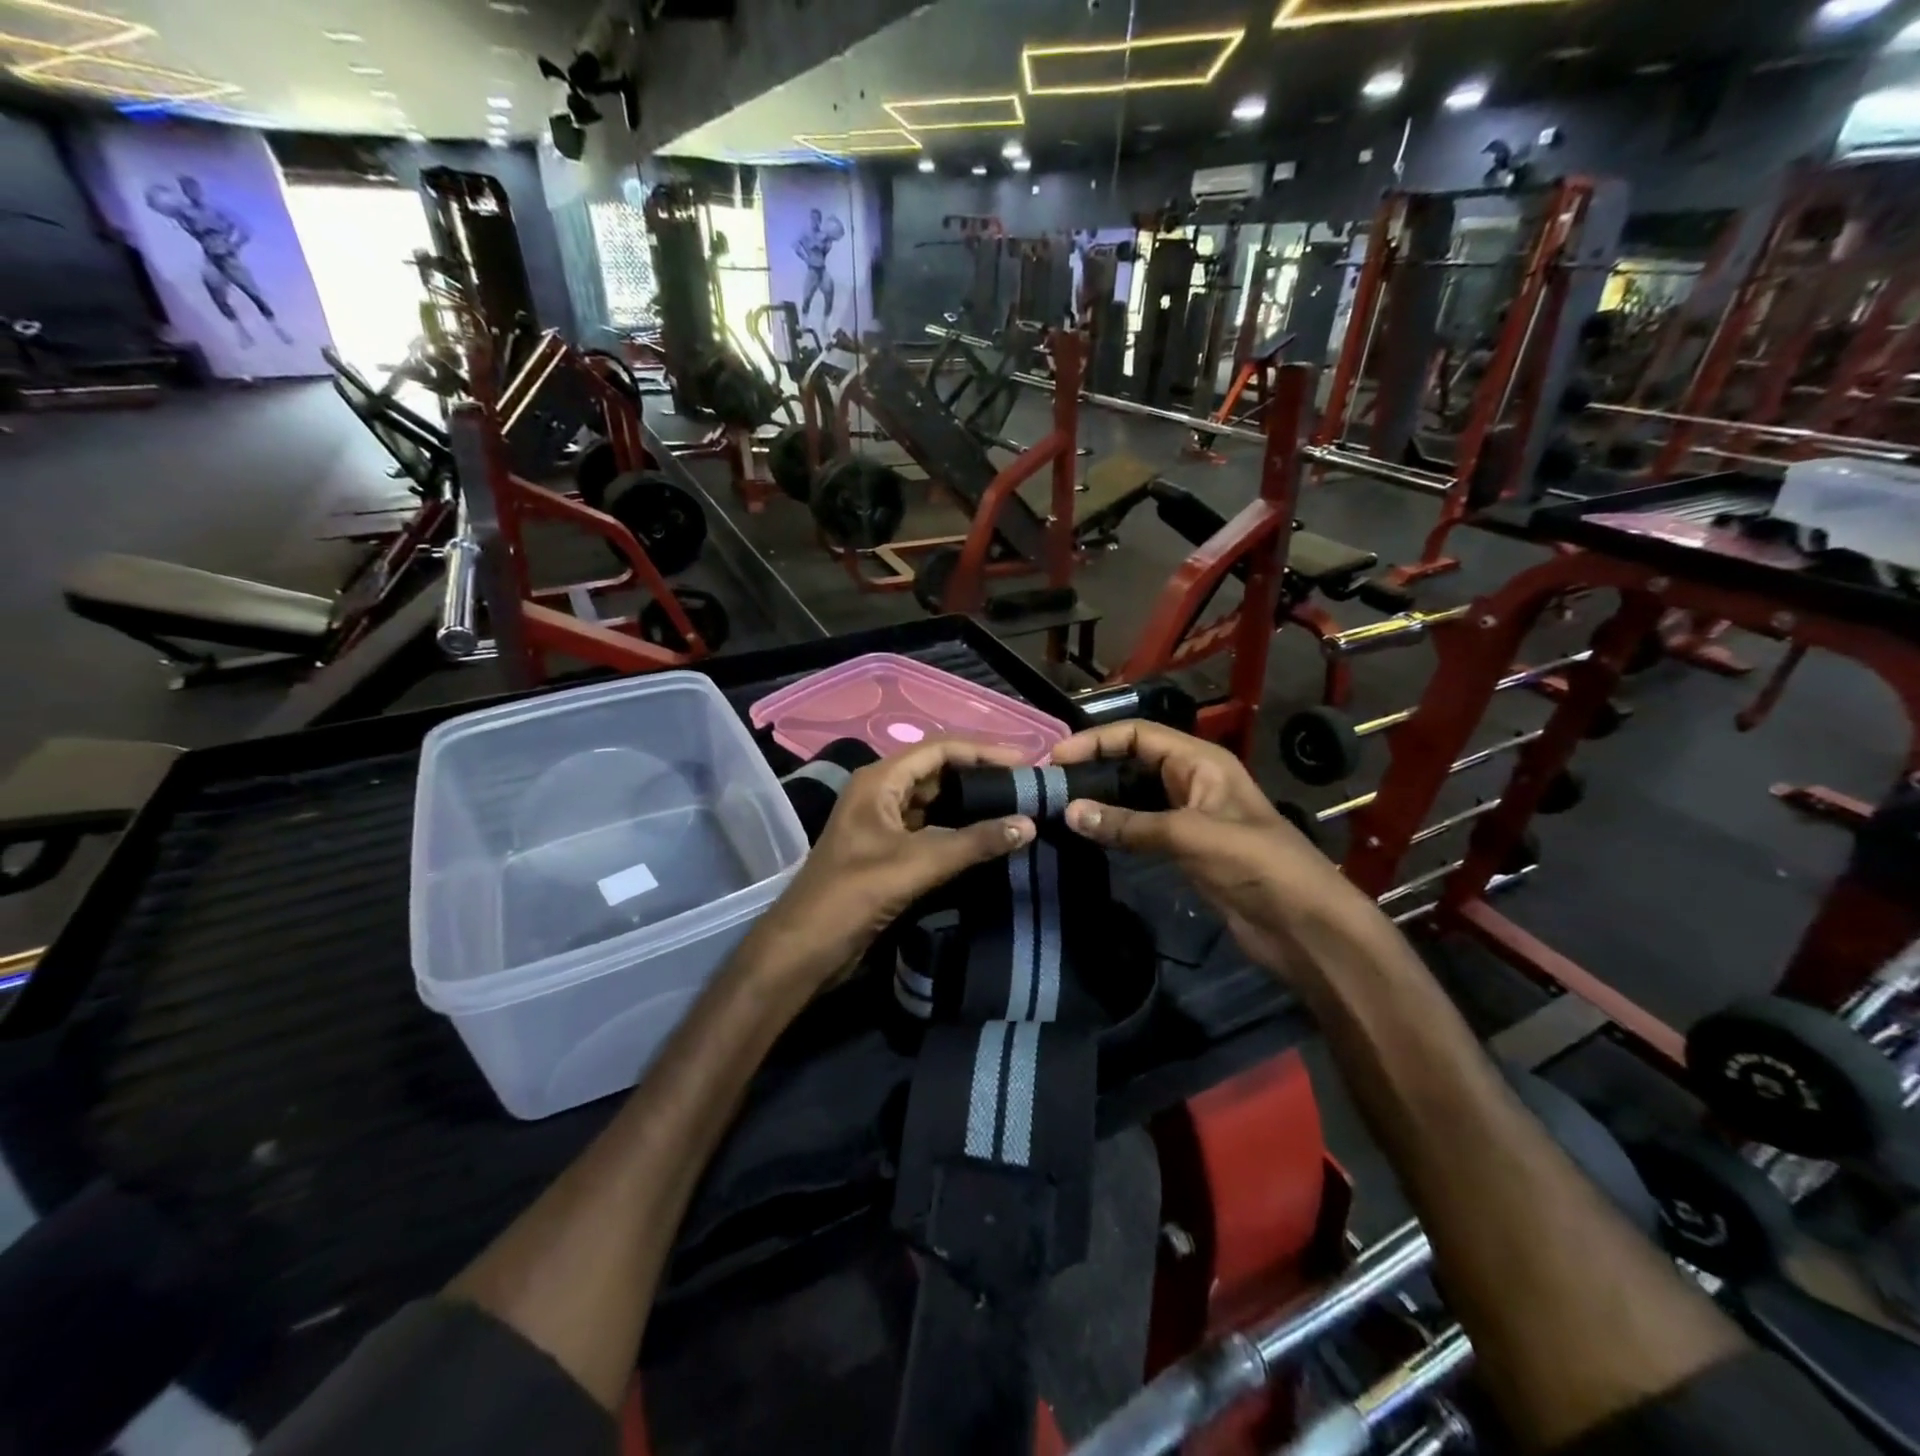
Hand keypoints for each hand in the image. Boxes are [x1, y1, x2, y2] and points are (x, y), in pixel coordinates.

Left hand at [741, 738, 1037, 990]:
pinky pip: (931, 830)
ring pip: (936, 803)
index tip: (1026, 761)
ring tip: (1017, 809)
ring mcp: (884, 824)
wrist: (805, 949)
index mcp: (880, 781)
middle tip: (1027, 786)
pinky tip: (989, 839)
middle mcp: (881, 794)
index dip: (984, 751)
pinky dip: (960, 831)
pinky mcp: (888, 853)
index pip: (939, 749)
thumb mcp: (918, 863)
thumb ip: (974, 842)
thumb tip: (1028, 823)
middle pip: (939, 772)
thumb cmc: (854, 894)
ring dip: (972, 805)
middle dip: (981, 776)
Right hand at [1050, 721, 1390, 980]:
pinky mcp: (1185, 848)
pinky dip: (1114, 827)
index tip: (1054, 758)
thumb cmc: (1255, 864)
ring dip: (1101, 798)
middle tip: (1049, 784)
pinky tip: (1087, 834)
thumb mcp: (1189, 835)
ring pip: (1134, 795)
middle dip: (1094, 766)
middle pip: (1133, 761)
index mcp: (1200, 762)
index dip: (1096, 740)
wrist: (1303, 925)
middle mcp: (1191, 781)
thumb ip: (1128, 824)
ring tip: (1058, 806)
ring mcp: (1188, 815)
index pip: (1138, 735)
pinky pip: (1141, 827)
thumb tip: (1069, 812)